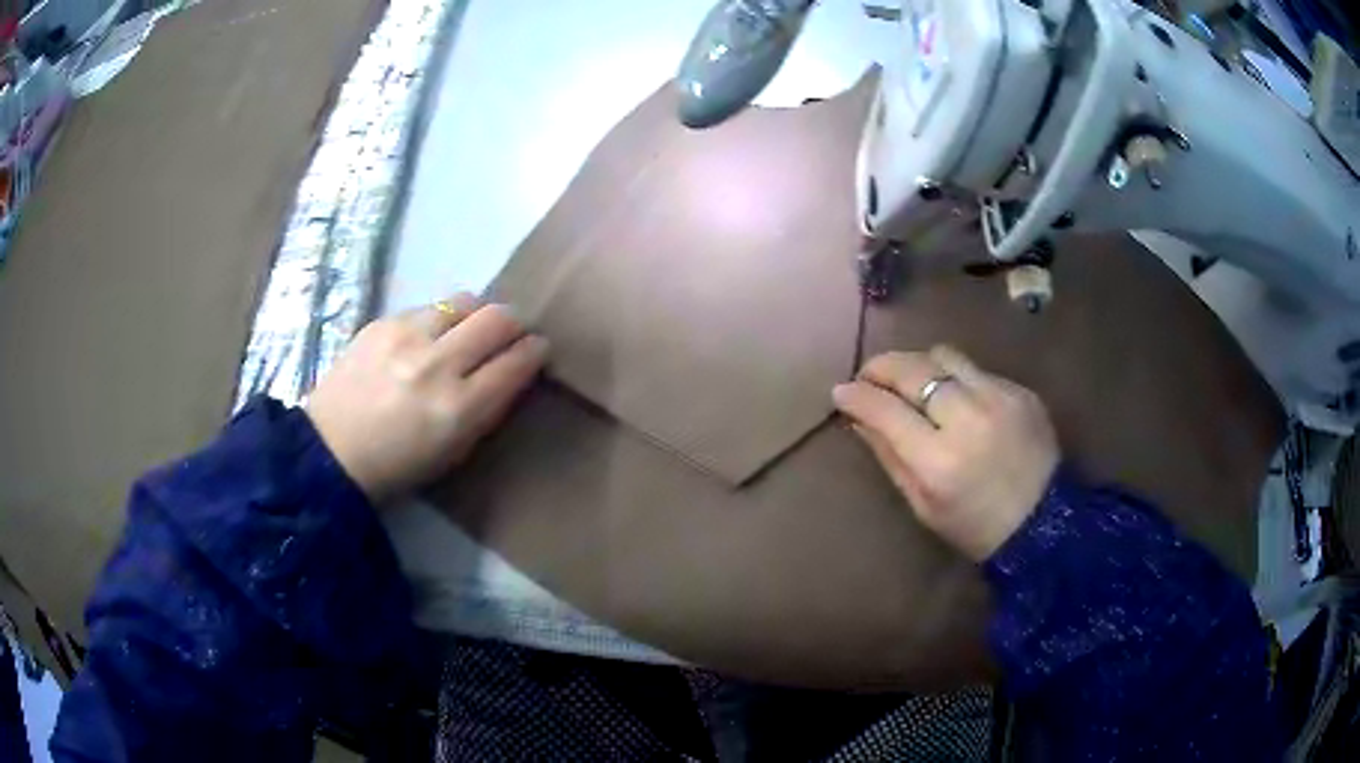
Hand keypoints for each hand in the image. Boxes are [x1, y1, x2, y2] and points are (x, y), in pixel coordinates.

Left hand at [307, 294, 547, 503]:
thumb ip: (488, 408)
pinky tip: (426, 339)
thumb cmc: (398, 465)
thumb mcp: (455, 451)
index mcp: (458, 409)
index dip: (535, 351)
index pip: (516, 362)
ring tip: (468, 331)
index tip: (538, 348)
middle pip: (497, 318)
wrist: (331, 450)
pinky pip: (428, 308)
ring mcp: (406, 337)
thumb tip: (512, 369)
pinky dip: (439, 321)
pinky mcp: (383, 322)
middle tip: (511, 333)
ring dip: (476, 315)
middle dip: (514, 323)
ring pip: (464, 301)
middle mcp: (436, 364)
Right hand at [833, 346, 1059, 560]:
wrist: (1045, 523)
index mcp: (938, 460)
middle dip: (882, 366)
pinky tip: (956, 399)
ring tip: (911, 381)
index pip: (885, 408)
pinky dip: (956, 379)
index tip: (840, 391)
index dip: (857, 395)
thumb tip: (858, 417)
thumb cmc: (975, 526)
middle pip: (913, 369)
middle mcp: (968, 417)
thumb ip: (889, 456)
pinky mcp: (1021, 391)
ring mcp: (999, 398)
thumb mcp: (923, 505)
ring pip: (944, 356)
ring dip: (919, 365)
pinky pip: (976, 370)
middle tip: (868, 375)